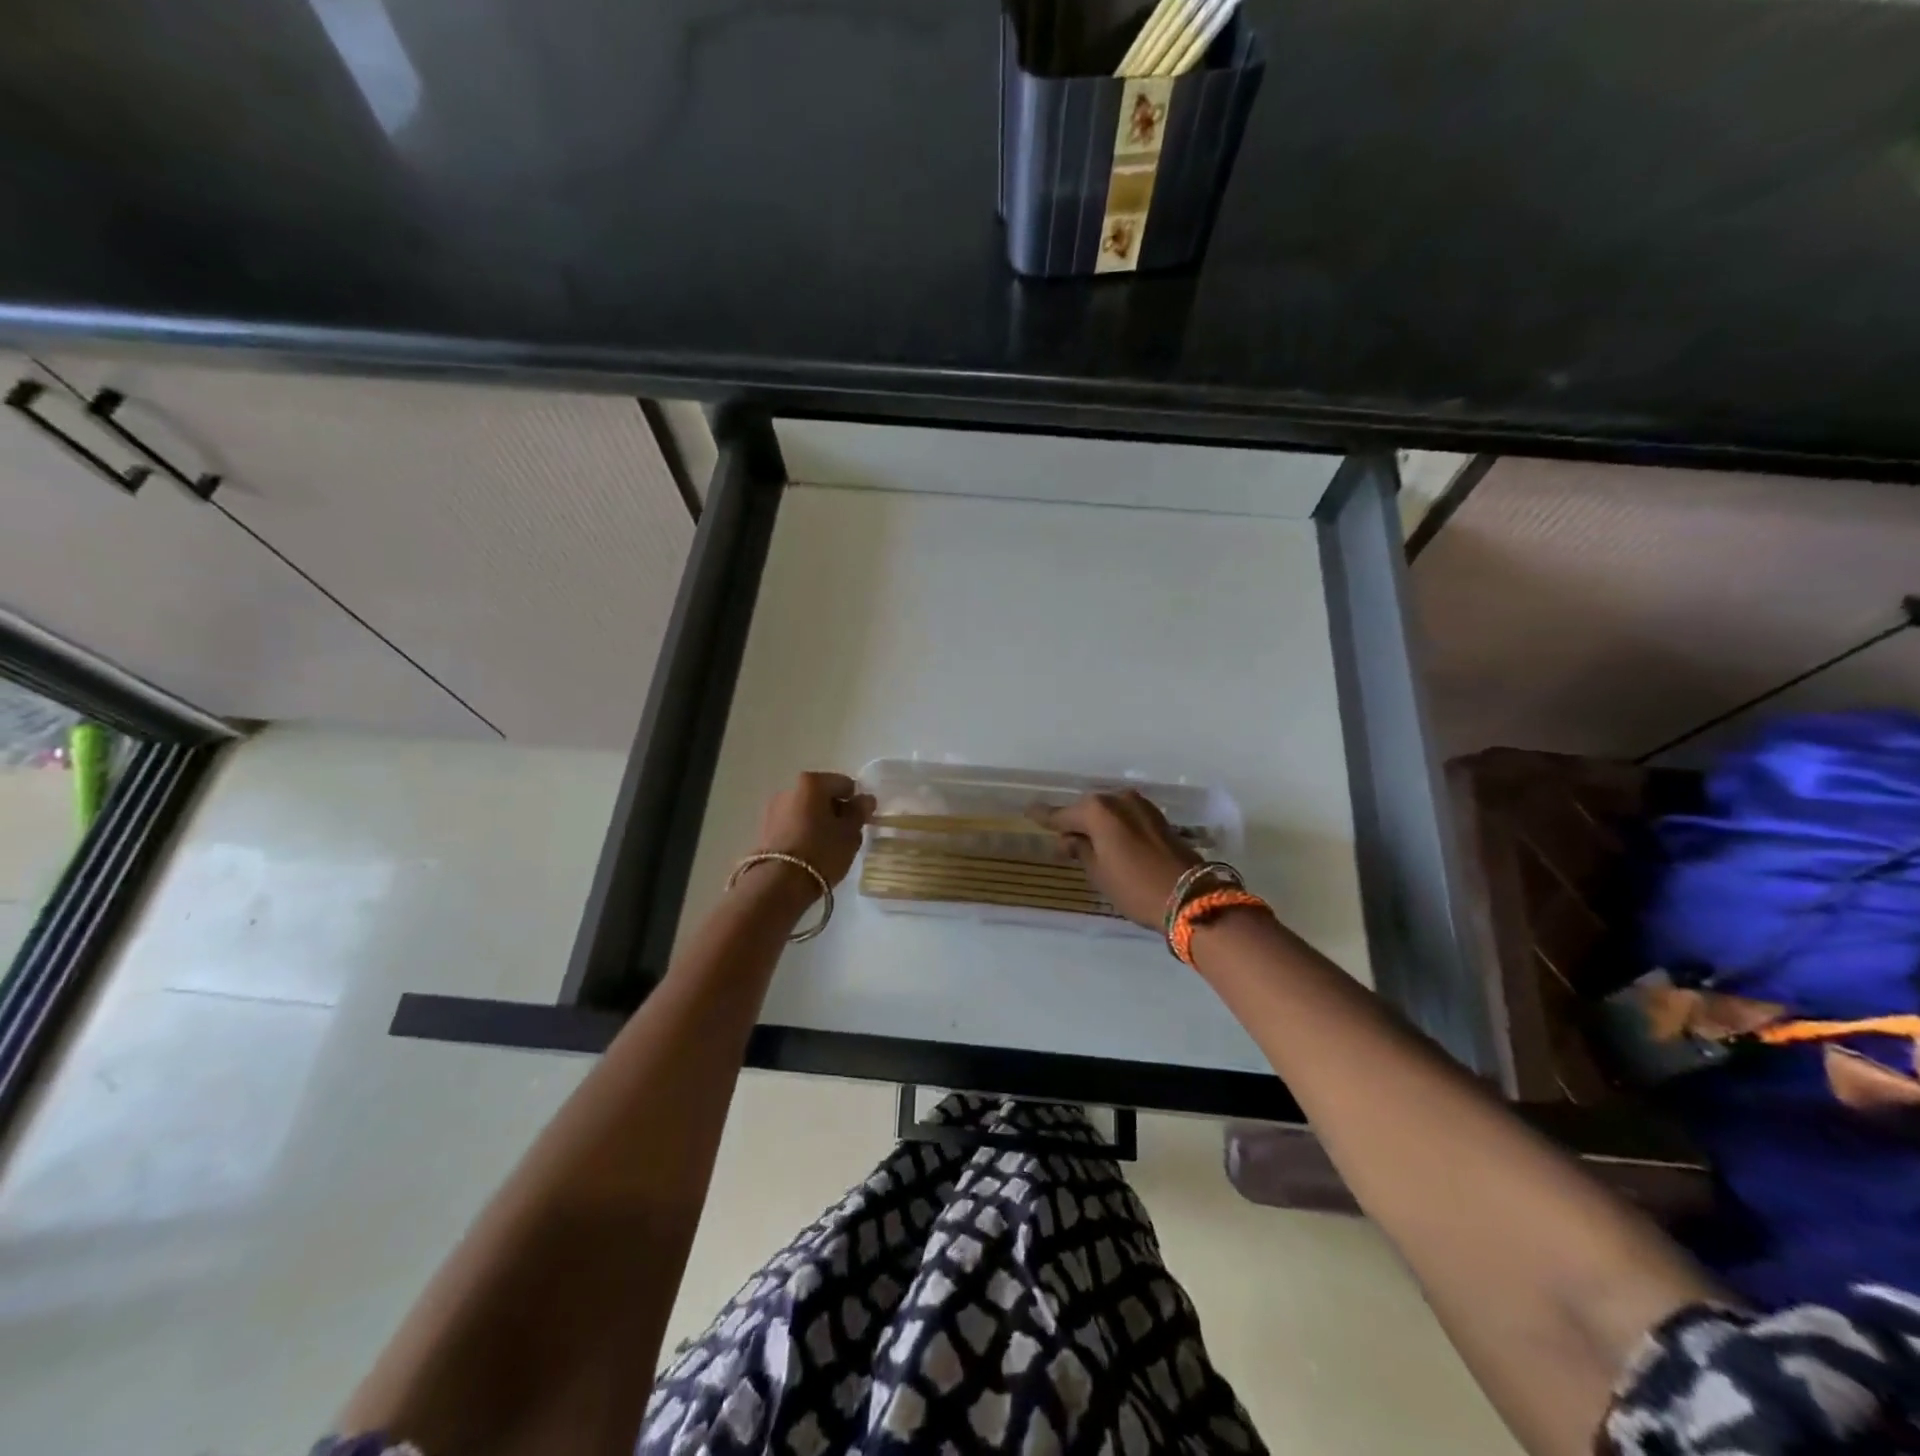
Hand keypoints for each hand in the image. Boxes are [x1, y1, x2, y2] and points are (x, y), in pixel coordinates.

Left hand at [755, 771, 874, 895]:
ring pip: (807, 811)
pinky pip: (793, 825)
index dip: (857, 802)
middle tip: (846, 836)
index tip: (860, 823)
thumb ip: (860, 812)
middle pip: (823, 796)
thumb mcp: (850, 833)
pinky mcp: (764, 829)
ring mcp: (774, 809)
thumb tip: (865, 799)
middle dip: (836, 812)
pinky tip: (810, 853)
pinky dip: (804, 833)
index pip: (845, 784)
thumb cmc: (821, 852)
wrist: (778, 884)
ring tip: (827, 848)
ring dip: (819, 823)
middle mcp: (789, 789)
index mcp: (813, 783)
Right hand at [1033, 789, 1201, 930]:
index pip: (1061, 814)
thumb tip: (1070, 839)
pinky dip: (1114, 826)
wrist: (1190, 896)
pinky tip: (1110, 841)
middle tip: (1062, 841)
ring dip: (1097, 824)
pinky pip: (1124, 816)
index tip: (1028, 811)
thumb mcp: (1099, 873)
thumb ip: (1080, 850)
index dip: (1044, 816)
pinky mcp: (1157, 817)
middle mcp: (1117, 799)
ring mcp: (1141, 806)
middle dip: (1074, 822)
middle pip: (1086, 809)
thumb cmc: (1135, 887)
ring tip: (1087, 844)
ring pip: (1108, 811)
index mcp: (1097, 810)